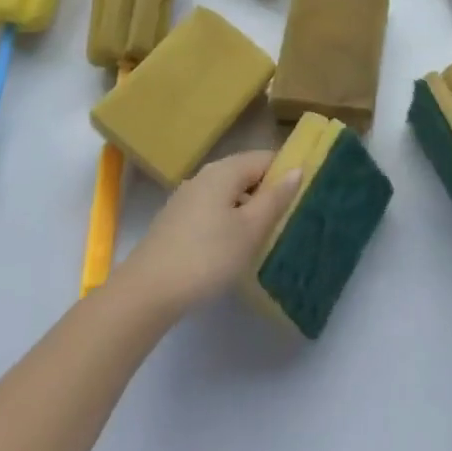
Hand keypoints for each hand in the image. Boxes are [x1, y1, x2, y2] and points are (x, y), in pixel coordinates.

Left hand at [114, 150, 301, 318]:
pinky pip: (213, 210)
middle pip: (246, 174)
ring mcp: (187, 198)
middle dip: (268, 193)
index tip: (304, 196)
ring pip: (229, 194)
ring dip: (248, 209)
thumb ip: (275, 198)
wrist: (147, 292)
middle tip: (288, 220)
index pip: (265, 158)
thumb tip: (296, 169)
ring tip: (266, 236)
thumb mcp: (250, 229)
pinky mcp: (177, 221)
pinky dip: (229, 221)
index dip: (286, 173)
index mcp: (225, 170)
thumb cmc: (206, 256)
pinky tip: (233, 248)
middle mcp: (205, 176)